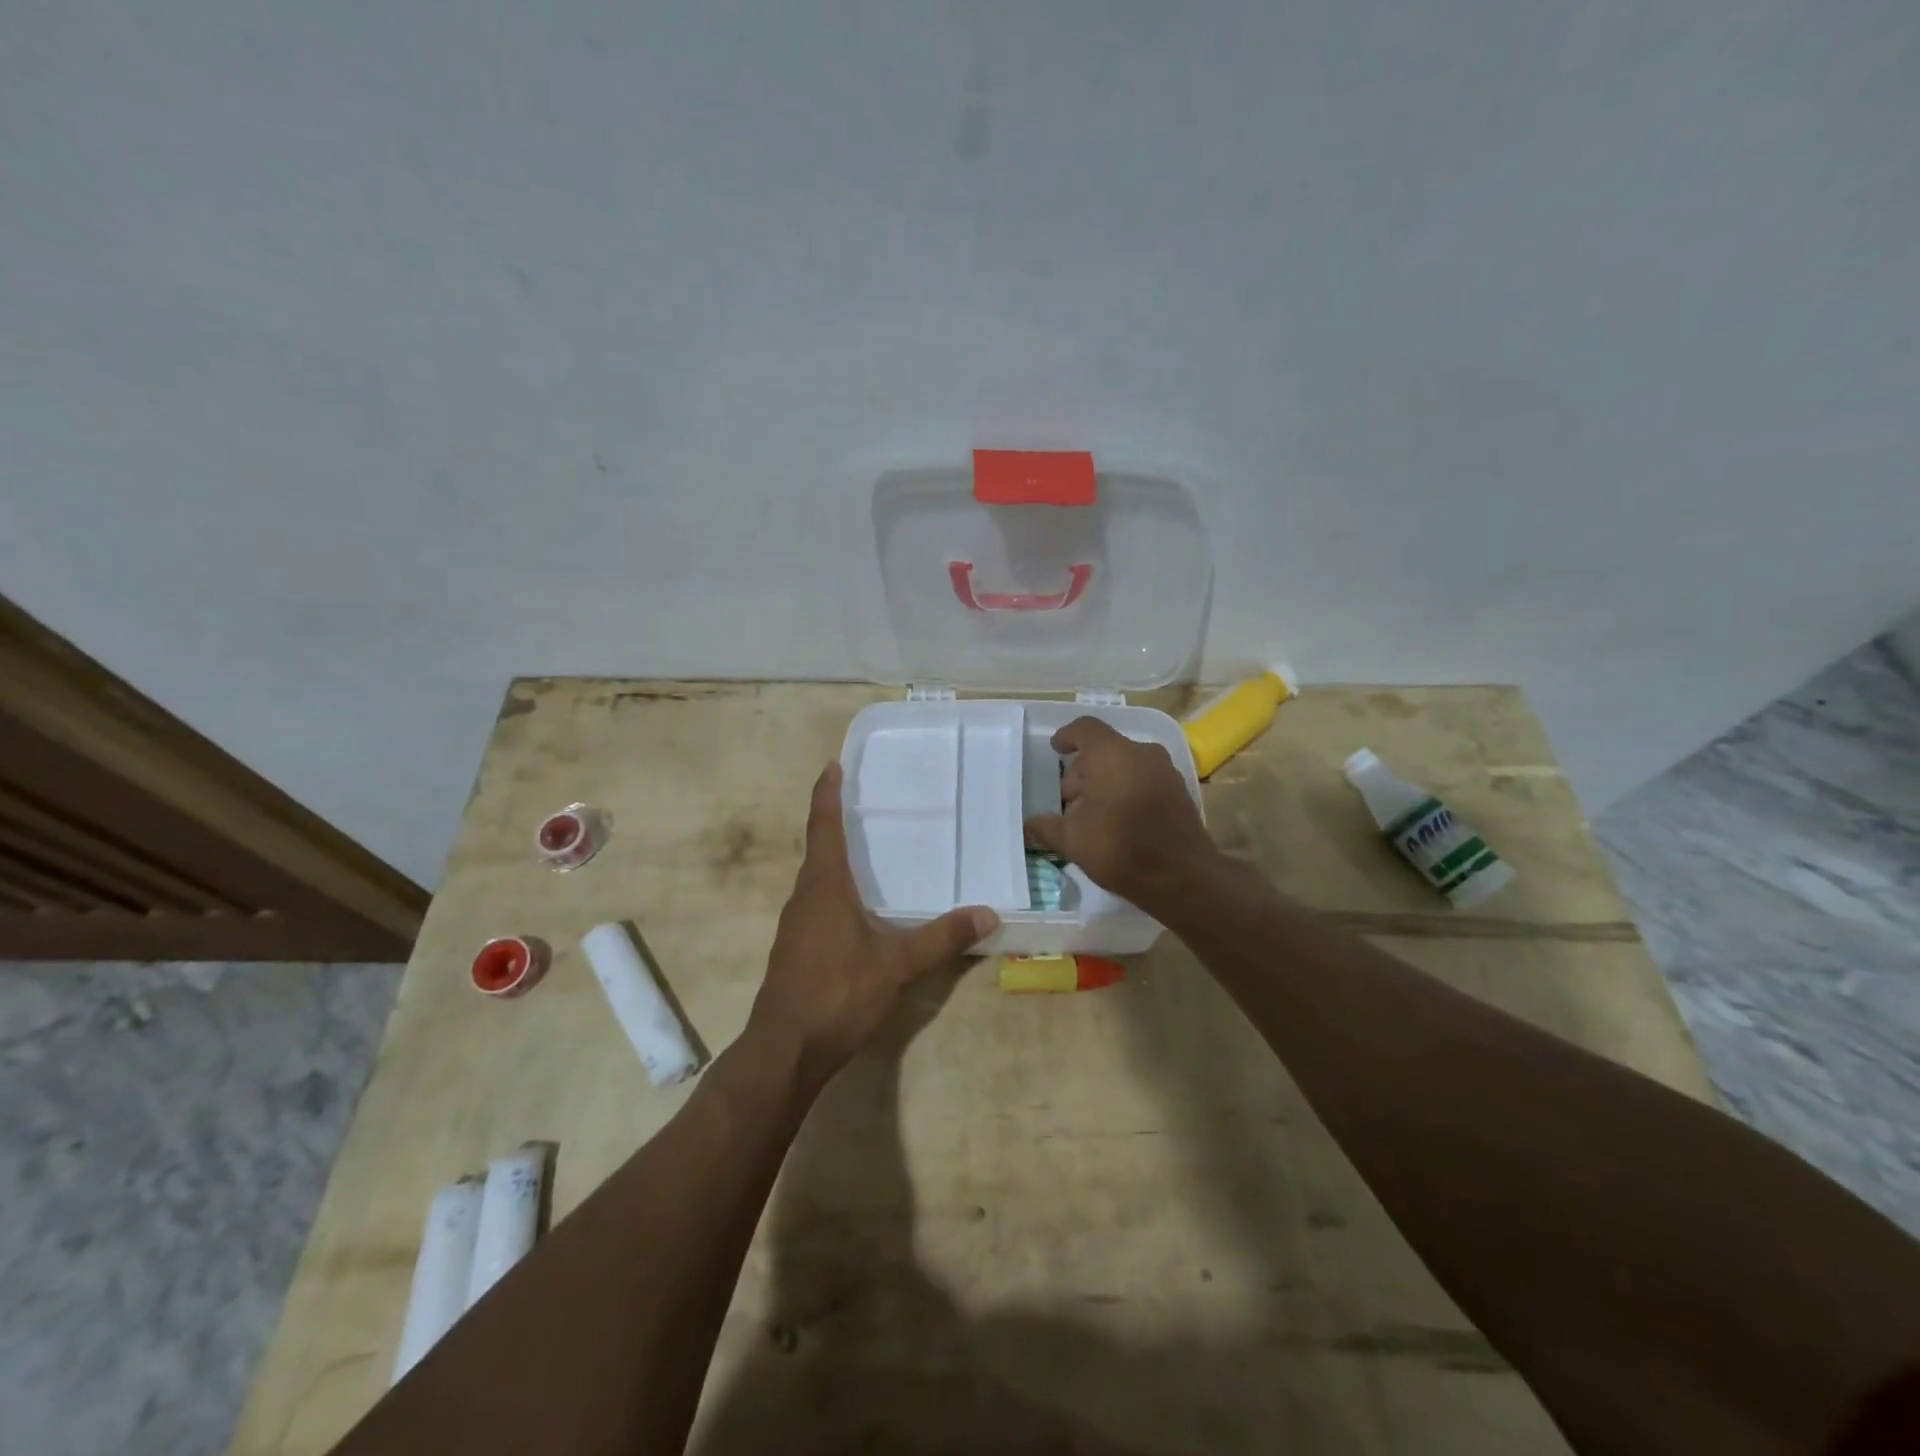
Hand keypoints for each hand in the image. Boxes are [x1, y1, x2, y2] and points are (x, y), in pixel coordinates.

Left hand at [748, 762, 997, 1086]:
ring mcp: (795, 926)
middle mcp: (804, 897)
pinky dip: (834, 892)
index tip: (831, 766)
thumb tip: (988, 913)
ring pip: (816, 880)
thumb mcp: (896, 964)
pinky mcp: (794, 950)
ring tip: (866, 852)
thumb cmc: (837, 993)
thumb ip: (941, 938)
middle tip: (863, 804)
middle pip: (817, 849)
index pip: (823, 827)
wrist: (784, 1050)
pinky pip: (816, 905)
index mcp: (824, 886)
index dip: (827, 795)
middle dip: (834, 823)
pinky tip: (856, 910)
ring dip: (835, 860)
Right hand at [1023, 717, 1218, 914]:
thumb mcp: (1072, 840)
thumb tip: (1027, 825)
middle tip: (1069, 801)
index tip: (1056, 750)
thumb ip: (1046, 827)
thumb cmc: (1120, 848)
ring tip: (1092, 814)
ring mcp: (1165, 770)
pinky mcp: (1179, 790)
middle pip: (1104, 749)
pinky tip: (1117, 820)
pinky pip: (1144, 778)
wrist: (1182, 877)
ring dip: (1105, 781)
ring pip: (1125, 764)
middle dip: (1083, 771)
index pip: (1084, 729)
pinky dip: (1127, 789)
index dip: (1067, 736)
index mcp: (1111, 754)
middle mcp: (1141, 753)